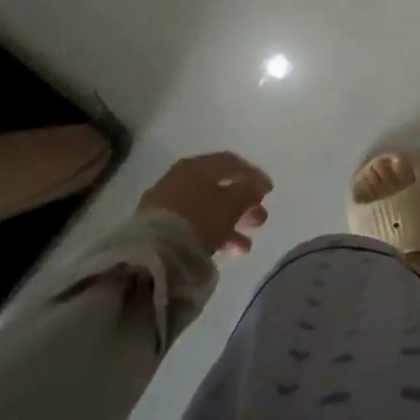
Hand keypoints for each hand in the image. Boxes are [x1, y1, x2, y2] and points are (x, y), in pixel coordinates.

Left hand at [138, 152, 272, 257]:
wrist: (150, 257)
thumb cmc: (197, 221)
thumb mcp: (230, 204)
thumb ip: (248, 191)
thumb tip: (257, 185)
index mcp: (197, 166)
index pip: (230, 162)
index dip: (253, 175)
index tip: (269, 191)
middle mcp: (179, 179)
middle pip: (218, 187)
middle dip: (243, 204)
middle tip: (260, 220)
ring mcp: (165, 204)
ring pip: (206, 209)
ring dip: (229, 224)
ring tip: (244, 247)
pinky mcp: (156, 229)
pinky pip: (192, 226)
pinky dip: (210, 234)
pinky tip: (222, 251)